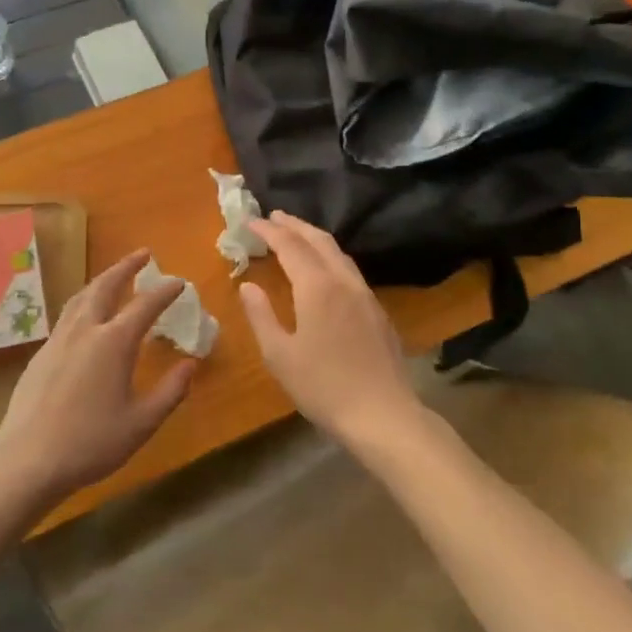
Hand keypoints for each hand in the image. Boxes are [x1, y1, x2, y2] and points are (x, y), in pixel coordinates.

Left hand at [0, 250, 194, 504]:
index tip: (179, 282)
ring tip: (114, 276)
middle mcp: (85, 330)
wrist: (28, 459)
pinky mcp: (41, 354)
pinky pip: (67, 315)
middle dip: (126, 267)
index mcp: (113, 342)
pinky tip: (85, 317)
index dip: (164, 291)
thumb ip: (170, 392)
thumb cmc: (91, 443)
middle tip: (143, 254)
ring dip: (101, 280)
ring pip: (82, 297)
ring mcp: (59, 339)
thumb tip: (190, 365)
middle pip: (106, 286)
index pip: (145, 305)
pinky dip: (84, 302)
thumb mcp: (141, 423)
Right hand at [239, 212, 422, 449]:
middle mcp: (343, 281)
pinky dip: (330, 256)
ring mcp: (365, 295)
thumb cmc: (324, 387)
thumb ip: (261, 315)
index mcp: (317, 287)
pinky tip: (325, 269)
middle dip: (294, 225)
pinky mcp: (378, 311)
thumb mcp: (279, 355)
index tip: (251, 221)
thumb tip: (248, 286)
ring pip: (338, 253)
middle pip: (319, 240)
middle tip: (273, 216)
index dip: (269, 231)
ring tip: (296, 235)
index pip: (290, 246)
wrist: (384, 415)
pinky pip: (350, 269)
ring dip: (315, 238)